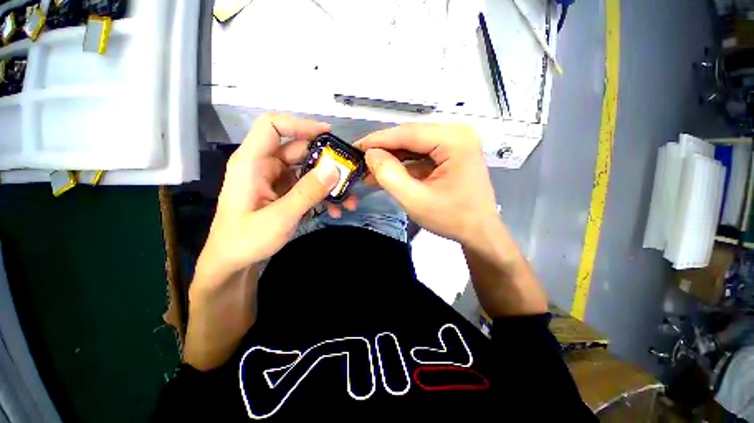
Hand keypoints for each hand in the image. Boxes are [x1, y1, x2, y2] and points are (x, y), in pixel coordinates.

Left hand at [197, 114, 339, 283]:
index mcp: (252, 162)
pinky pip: (308, 187)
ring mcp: (276, 180)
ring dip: (329, 184)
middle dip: (327, 163)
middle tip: (349, 176)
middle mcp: (264, 166)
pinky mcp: (285, 193)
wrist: (233, 263)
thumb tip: (334, 170)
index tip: (328, 134)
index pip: (272, 126)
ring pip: (308, 171)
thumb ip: (307, 193)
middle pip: (299, 150)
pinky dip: (322, 196)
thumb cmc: (246, 240)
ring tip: (348, 200)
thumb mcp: (279, 217)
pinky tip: (335, 210)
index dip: (300, 124)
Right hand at [358, 123, 547, 316]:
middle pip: (411, 137)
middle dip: (384, 150)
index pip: (408, 133)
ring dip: (391, 159)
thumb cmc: (452, 219)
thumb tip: (371, 154)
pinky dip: (403, 165)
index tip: (355, 147)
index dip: (378, 140)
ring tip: (369, 170)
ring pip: (413, 146)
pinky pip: (420, 155)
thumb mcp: (415, 200)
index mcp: (455, 141)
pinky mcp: (450, 155)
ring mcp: (454, 144)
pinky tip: (386, 174)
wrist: (479, 232)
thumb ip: (390, 175)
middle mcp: (457, 135)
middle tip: (360, 161)